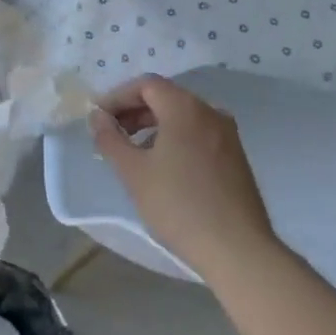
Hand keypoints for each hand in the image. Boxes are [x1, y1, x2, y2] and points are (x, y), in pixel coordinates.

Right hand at [90, 75, 277, 278]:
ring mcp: (227, 134)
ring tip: (133, 152)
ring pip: (182, 116)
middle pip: (166, 97)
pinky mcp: (235, 156)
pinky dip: (174, 138)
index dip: (118, 96)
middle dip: (134, 111)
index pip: (146, 84)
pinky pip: (197, 133)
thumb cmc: (179, 206)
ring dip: (153, 125)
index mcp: (185, 108)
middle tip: (111, 133)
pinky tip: (163, 166)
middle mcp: (210, 112)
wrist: (237, 249)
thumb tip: (98, 117)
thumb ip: (110, 139)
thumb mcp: (134, 173)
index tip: (98, 118)